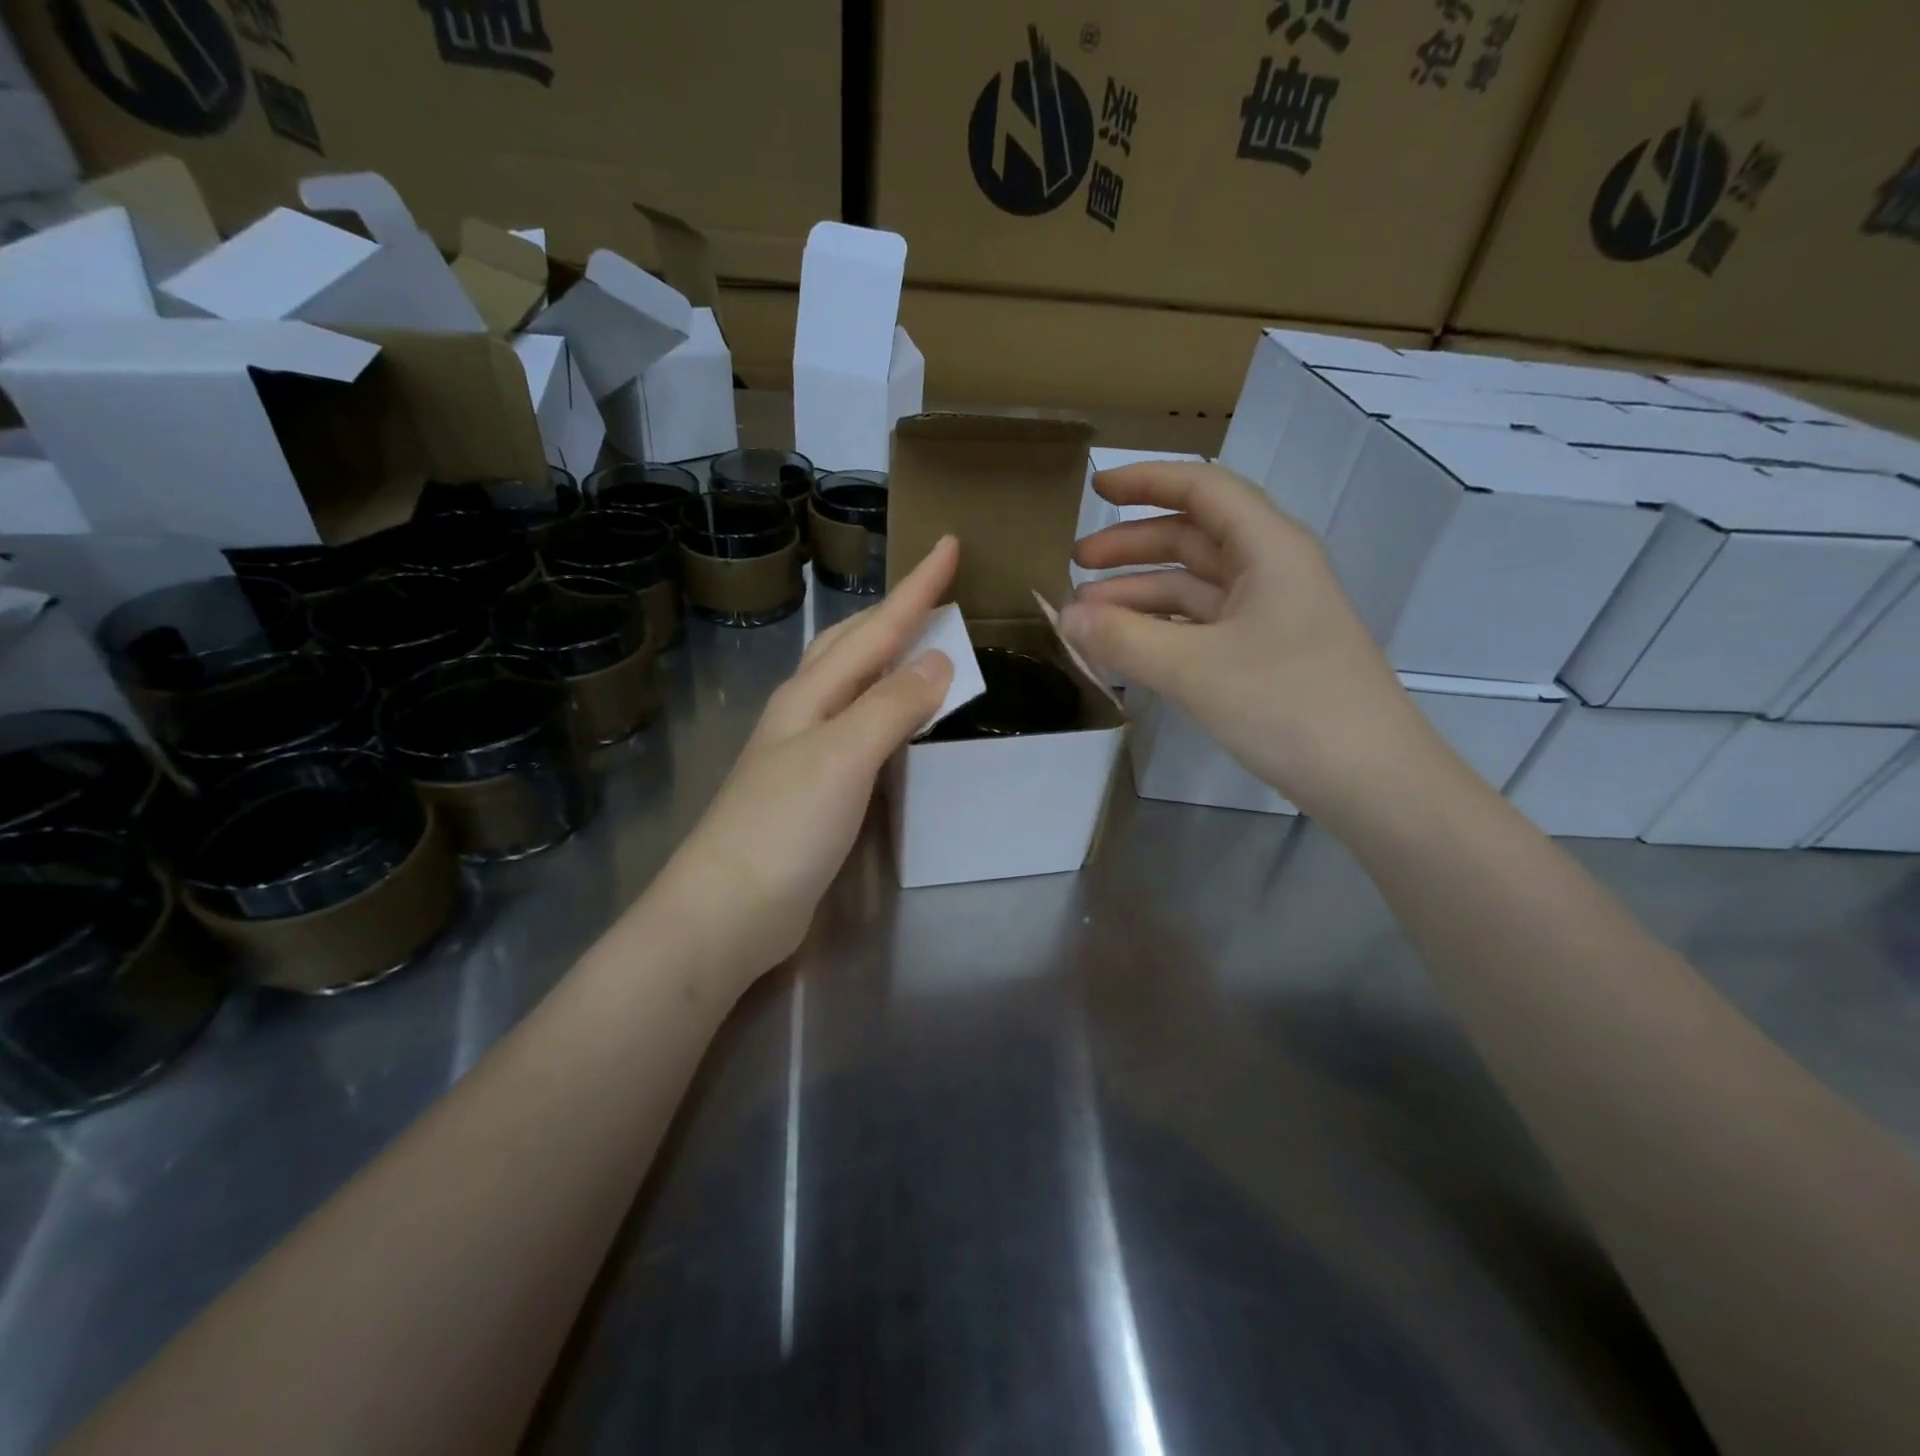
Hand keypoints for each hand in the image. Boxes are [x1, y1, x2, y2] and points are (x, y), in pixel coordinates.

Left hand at [655, 537, 958, 978]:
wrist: (729, 909)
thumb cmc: (783, 827)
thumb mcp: (842, 757)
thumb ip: (890, 706)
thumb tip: (938, 661)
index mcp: (810, 693)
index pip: (875, 629)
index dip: (916, 589)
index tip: (949, 544)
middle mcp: (805, 712)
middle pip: (852, 645)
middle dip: (895, 612)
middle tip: (935, 591)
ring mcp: (805, 751)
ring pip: (852, 684)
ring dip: (886, 656)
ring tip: (920, 643)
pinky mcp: (815, 789)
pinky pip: (859, 728)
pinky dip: (885, 708)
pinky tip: (896, 721)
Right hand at [1061, 462, 1433, 817]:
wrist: (1372, 780)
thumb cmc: (1289, 705)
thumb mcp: (1194, 669)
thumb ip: (1123, 639)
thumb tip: (1063, 617)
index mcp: (1268, 548)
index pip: (1201, 490)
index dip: (1146, 481)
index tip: (1094, 488)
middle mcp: (1271, 570)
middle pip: (1192, 538)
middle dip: (1131, 547)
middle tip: (1075, 566)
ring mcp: (1269, 615)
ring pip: (1193, 587)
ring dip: (1140, 594)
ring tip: (1086, 616)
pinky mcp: (1265, 655)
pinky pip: (1201, 626)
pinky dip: (1161, 629)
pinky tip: (1126, 647)